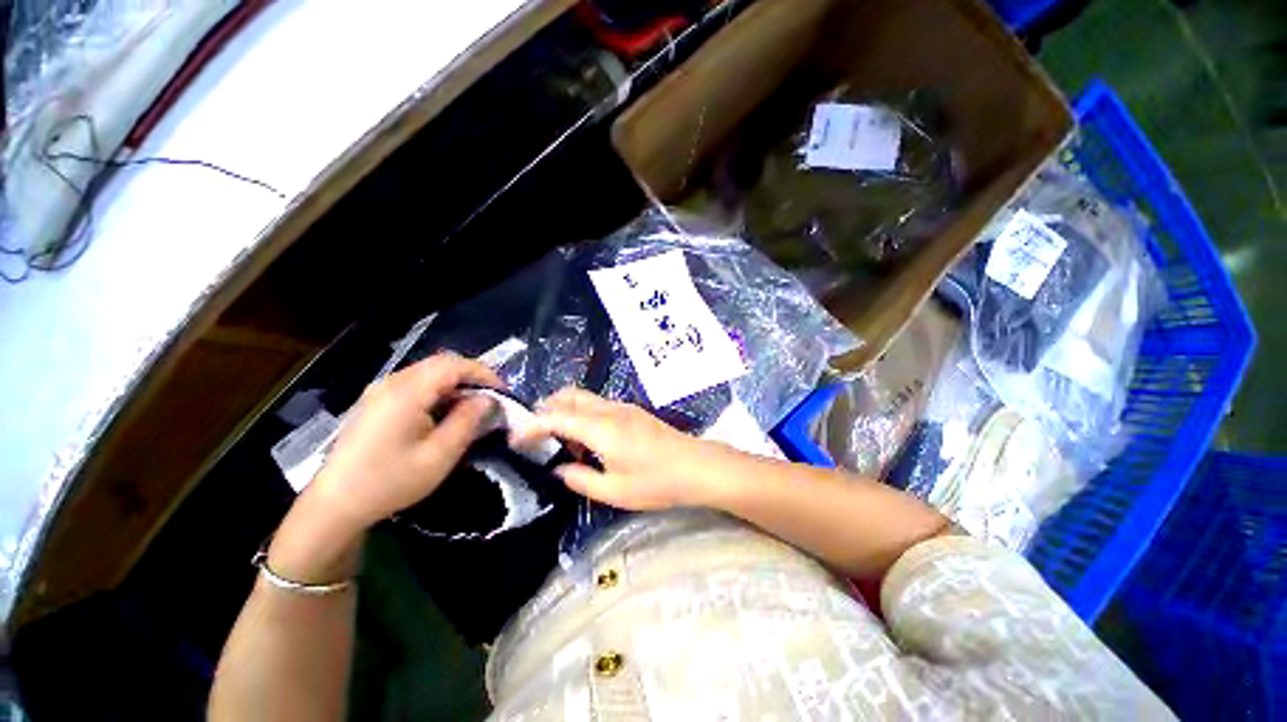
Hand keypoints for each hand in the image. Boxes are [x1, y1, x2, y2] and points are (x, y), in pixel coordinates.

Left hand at [305, 352, 501, 533]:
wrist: (335, 504)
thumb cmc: (390, 481)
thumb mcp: (439, 456)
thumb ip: (467, 421)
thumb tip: (487, 399)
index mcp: (406, 392)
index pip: (454, 365)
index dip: (483, 373)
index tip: (502, 392)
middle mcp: (392, 383)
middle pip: (441, 364)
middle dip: (471, 377)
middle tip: (491, 399)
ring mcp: (380, 390)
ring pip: (428, 373)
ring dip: (455, 384)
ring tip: (472, 407)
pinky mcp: (375, 401)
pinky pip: (415, 384)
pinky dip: (438, 391)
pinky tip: (444, 413)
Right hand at [510, 388, 733, 510]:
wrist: (697, 467)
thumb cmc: (656, 482)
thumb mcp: (614, 491)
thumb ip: (580, 479)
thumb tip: (559, 469)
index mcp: (601, 428)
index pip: (556, 418)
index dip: (532, 425)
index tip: (514, 438)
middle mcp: (609, 410)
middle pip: (569, 395)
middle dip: (547, 408)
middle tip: (536, 433)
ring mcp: (623, 407)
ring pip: (585, 398)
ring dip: (566, 411)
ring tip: (563, 443)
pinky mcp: (633, 411)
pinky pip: (599, 405)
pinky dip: (583, 415)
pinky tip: (589, 441)